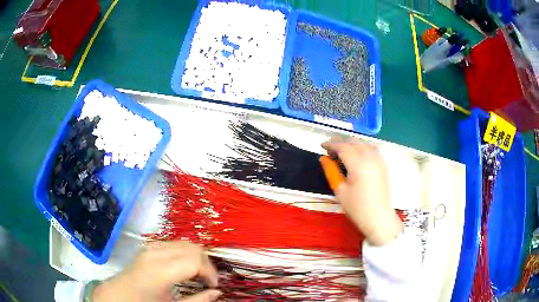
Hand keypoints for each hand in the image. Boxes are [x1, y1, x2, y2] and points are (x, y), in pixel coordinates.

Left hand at [93, 241, 221, 301]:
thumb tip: (217, 292)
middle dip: (206, 264)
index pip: (195, 261)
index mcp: (159, 270)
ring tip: (199, 275)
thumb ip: (197, 301)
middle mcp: (155, 252)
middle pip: (192, 248)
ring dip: (197, 257)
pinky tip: (185, 268)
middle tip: (209, 281)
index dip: (210, 273)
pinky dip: (185, 254)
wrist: (118, 294)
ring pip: (184, 243)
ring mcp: (150, 246)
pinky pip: (174, 244)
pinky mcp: (149, 246)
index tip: (214, 286)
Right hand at [322, 138, 402, 245]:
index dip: (331, 144)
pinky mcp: (383, 164)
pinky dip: (362, 147)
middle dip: (341, 142)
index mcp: (358, 164)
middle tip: (330, 149)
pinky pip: (372, 148)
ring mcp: (379, 160)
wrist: (378, 218)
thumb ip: (331, 171)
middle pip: (353, 142)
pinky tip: (357, 154)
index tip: (322, 145)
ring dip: (352, 143)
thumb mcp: (340, 190)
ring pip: (363, 143)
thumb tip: (324, 158)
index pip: (342, 147)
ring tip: (342, 150)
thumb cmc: (357, 207)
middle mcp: (370, 157)